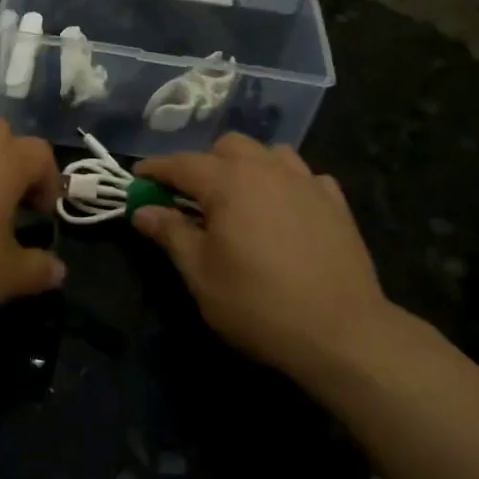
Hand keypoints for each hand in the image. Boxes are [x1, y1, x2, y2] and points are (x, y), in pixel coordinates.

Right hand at [133, 134, 409, 381]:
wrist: (341, 331)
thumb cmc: (258, 304)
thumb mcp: (201, 274)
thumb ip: (170, 234)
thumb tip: (143, 210)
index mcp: (228, 182)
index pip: (181, 164)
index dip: (155, 170)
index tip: (137, 179)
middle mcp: (267, 169)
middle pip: (227, 147)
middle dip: (203, 164)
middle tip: (191, 198)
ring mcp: (306, 181)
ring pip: (268, 154)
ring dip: (247, 167)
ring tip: (240, 199)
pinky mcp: (335, 202)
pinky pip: (304, 176)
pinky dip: (285, 185)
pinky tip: (284, 211)